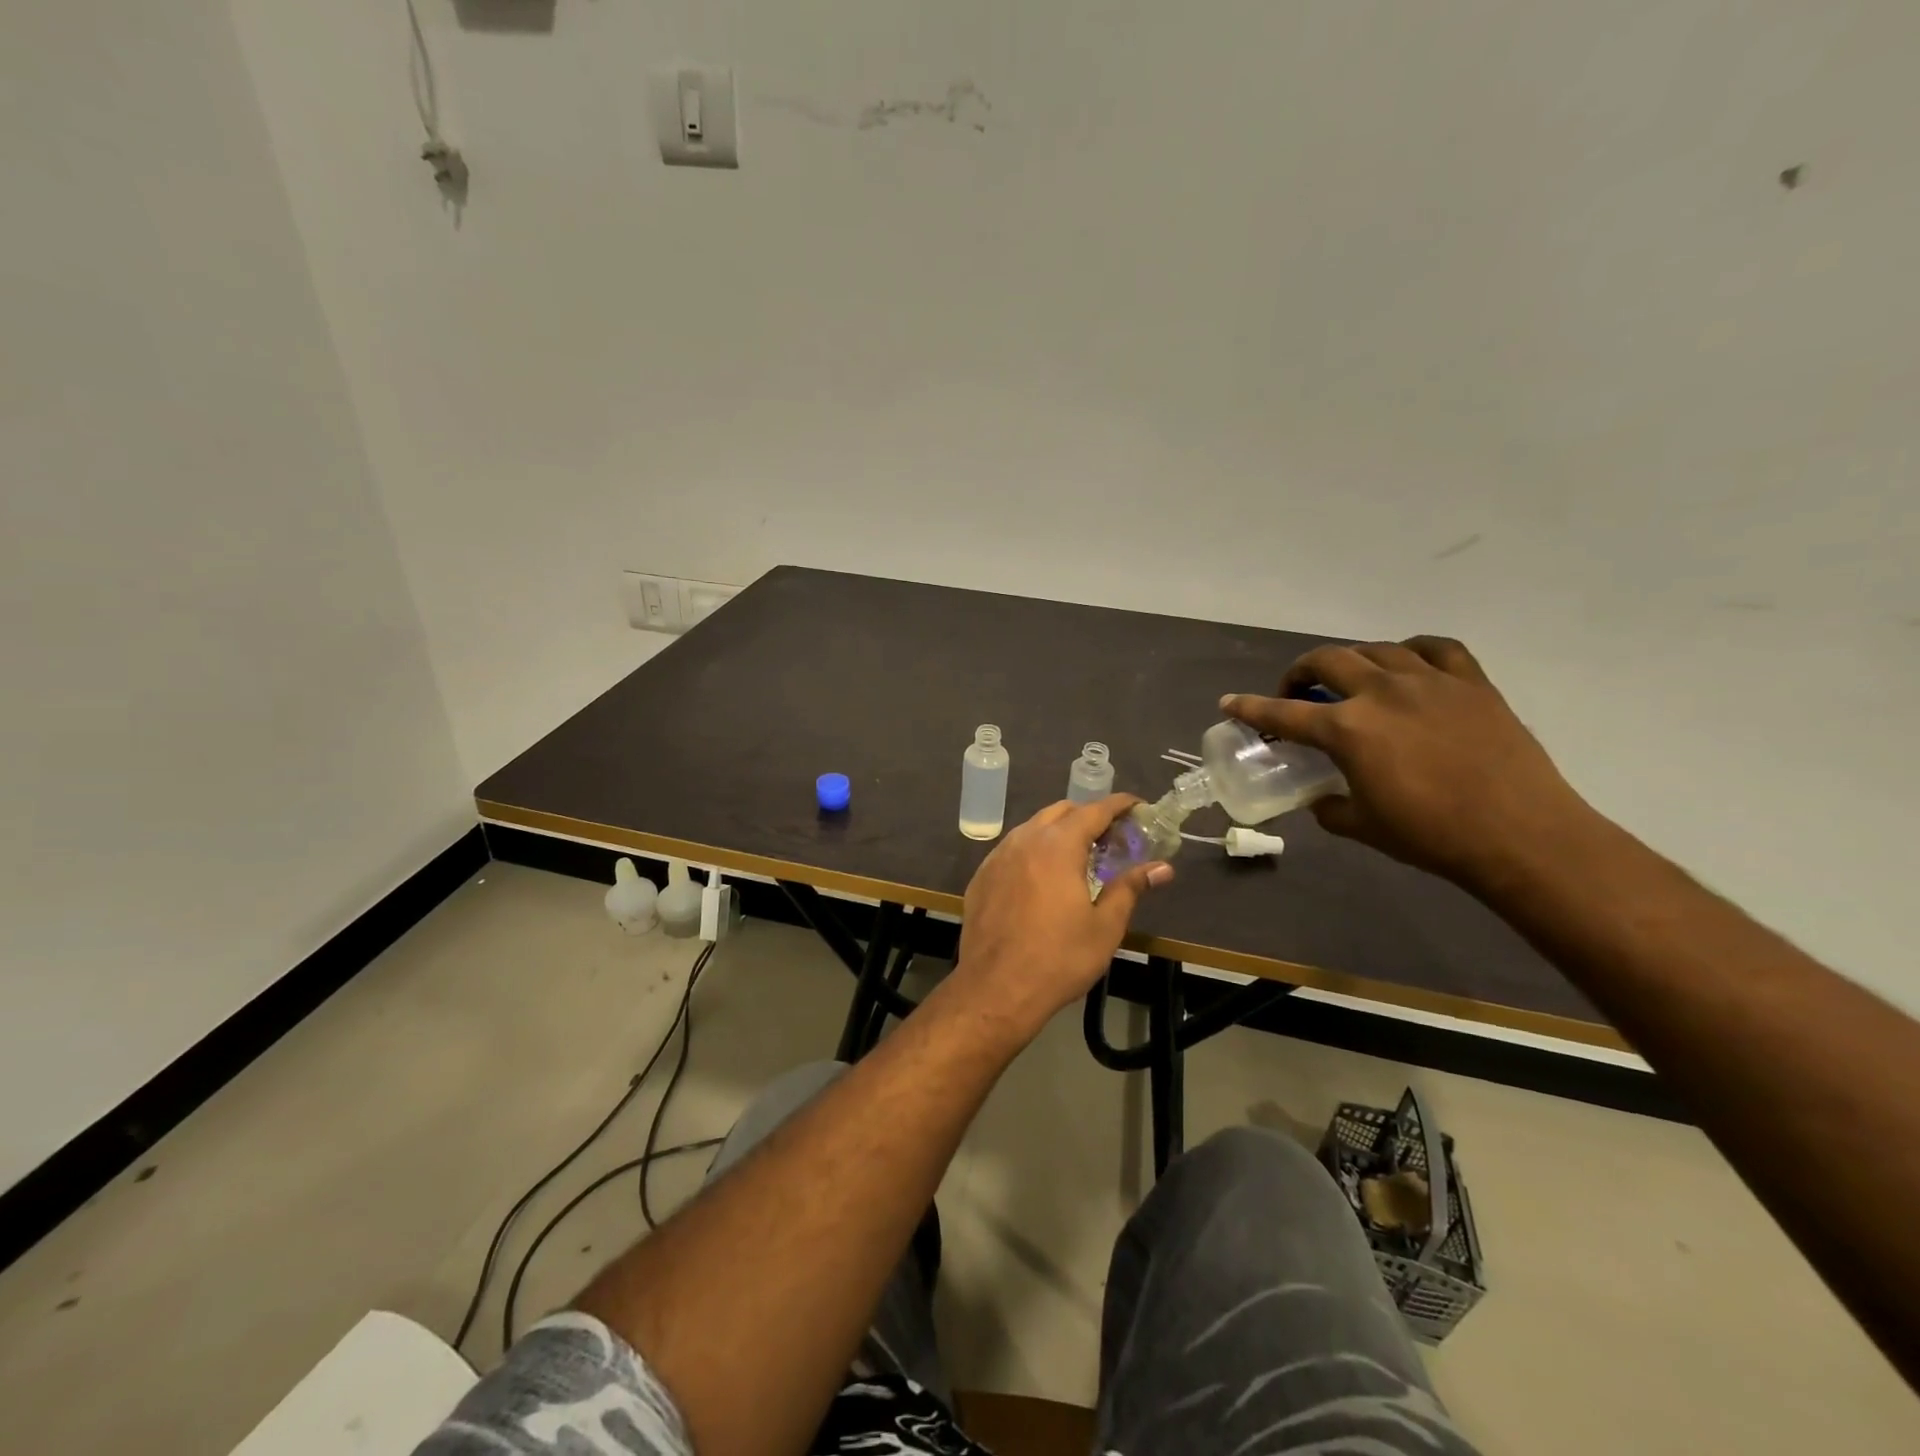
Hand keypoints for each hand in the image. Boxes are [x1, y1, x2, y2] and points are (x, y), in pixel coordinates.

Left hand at [951, 797, 1172, 1040]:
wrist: (995, 988)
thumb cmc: (1058, 958)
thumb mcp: (1105, 926)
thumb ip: (1130, 888)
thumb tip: (1162, 868)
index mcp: (1058, 845)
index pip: (1094, 810)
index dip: (1118, 804)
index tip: (1138, 806)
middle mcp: (1025, 840)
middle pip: (1061, 812)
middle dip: (1088, 816)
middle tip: (1111, 839)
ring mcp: (998, 856)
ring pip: (1033, 828)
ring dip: (1059, 832)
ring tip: (1079, 857)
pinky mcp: (982, 876)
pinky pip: (1013, 849)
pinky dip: (1034, 851)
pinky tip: (1043, 878)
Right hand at [1220, 636, 1599, 891]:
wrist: (1521, 835)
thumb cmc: (1431, 835)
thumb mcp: (1363, 827)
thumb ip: (1329, 807)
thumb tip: (1319, 798)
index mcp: (1348, 730)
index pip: (1284, 713)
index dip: (1251, 708)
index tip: (1230, 702)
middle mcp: (1382, 692)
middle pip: (1327, 661)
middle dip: (1300, 671)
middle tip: (1297, 690)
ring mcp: (1430, 681)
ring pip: (1376, 649)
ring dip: (1352, 659)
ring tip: (1352, 677)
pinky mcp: (1472, 683)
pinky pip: (1436, 648)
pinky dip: (1412, 650)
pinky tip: (1409, 663)